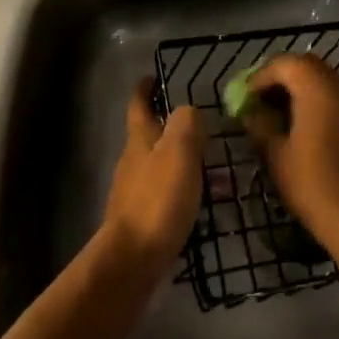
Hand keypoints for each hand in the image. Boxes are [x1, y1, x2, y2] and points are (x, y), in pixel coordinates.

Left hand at [102, 80, 202, 276]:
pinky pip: (161, 193)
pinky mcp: (139, 219)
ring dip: (176, 159)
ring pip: (155, 165)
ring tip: (206, 164)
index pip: (139, 105)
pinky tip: (195, 200)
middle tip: (199, 126)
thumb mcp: (180, 152)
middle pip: (147, 135)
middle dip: (167, 126)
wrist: (132, 261)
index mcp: (140, 139)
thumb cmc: (158, 200)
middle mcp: (132, 161)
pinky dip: (177, 189)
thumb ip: (186, 124)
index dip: (144, 89)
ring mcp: (132, 191)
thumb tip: (187, 111)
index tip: (152, 77)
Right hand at [246, 54, 338, 245]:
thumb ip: (260, 125)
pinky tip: (305, 128)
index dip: (261, 77)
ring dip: (301, 89)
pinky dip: (319, 102)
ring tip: (280, 116)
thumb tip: (252, 113)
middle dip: (281, 79)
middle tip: (262, 101)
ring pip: (324, 80)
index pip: (285, 64)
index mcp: (317, 87)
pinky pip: (337, 97)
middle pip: (306, 66)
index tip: (246, 98)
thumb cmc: (310, 181)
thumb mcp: (275, 153)